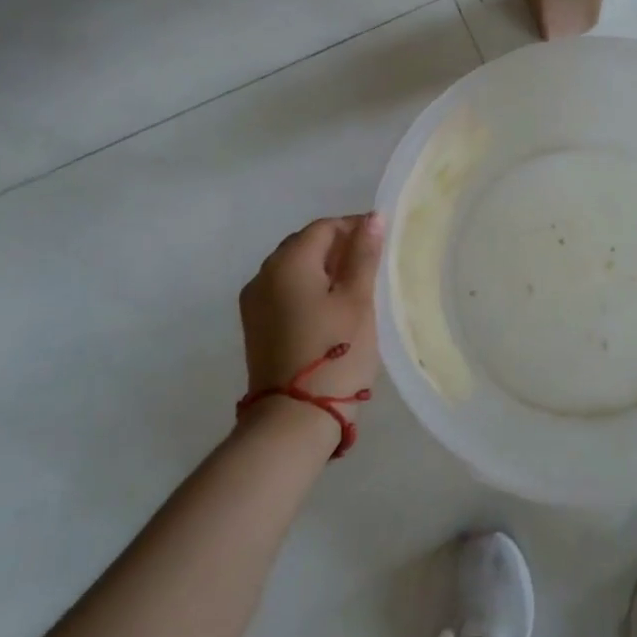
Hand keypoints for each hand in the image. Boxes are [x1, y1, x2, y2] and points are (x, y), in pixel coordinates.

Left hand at [240, 214, 385, 425]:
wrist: (294, 419)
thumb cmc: (335, 353)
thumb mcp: (358, 300)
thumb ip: (363, 255)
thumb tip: (372, 217)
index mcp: (288, 263)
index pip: (323, 228)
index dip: (353, 228)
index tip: (381, 242)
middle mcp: (263, 275)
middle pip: (303, 245)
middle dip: (337, 247)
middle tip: (371, 264)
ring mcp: (254, 303)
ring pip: (292, 269)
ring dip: (322, 269)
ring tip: (354, 286)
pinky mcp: (255, 327)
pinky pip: (284, 291)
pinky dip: (308, 289)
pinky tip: (330, 308)